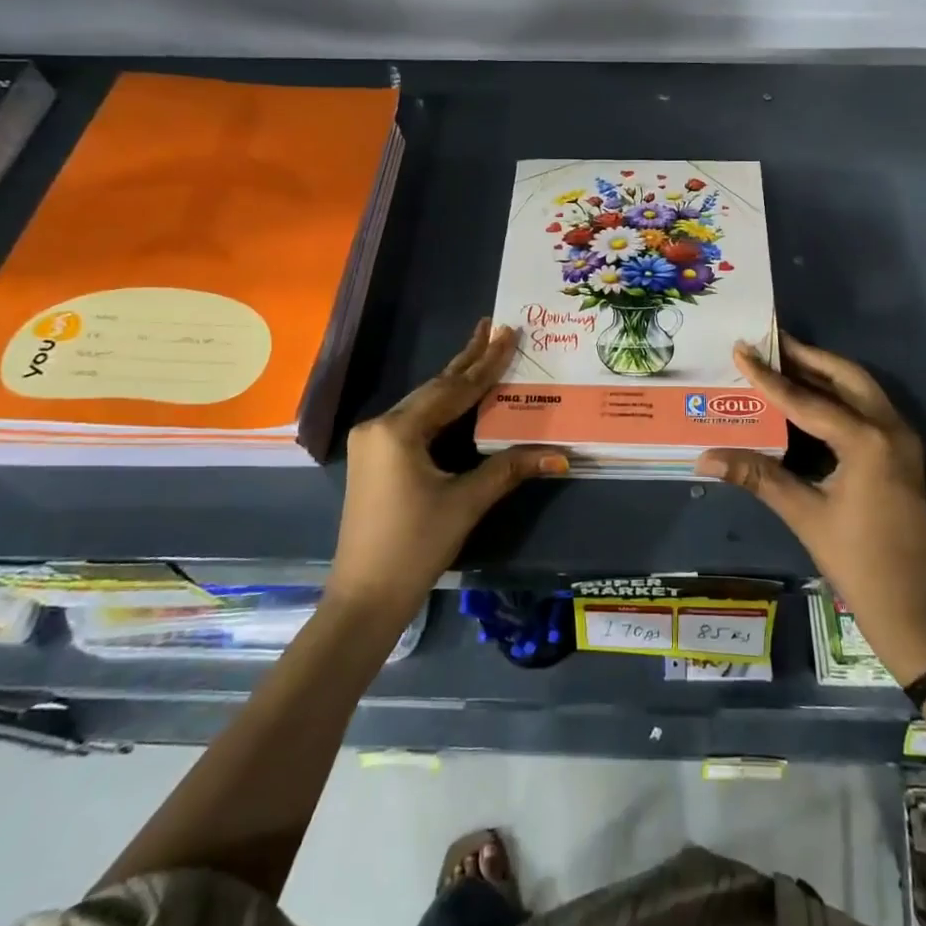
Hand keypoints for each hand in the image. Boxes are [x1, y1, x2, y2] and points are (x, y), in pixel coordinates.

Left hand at [328, 320, 564, 626]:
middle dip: (468, 360)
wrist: (365, 597)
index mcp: (399, 430)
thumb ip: (509, 468)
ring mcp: (373, 442)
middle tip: (494, 328)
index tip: (508, 332)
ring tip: (481, 352)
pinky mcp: (375, 458)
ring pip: (424, 403)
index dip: (487, 363)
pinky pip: (415, 420)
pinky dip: (442, 407)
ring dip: (454, 382)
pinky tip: (458, 397)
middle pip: (435, 388)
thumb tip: (560, 454)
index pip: (454, 389)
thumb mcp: (466, 503)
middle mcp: (380, 426)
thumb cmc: (415, 546)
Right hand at [698, 334, 925, 684]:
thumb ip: (757, 476)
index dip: (769, 377)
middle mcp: (891, 429)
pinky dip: (838, 395)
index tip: (741, 350)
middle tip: (769, 343)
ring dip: (824, 373)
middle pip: (846, 376)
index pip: (807, 400)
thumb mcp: (804, 514)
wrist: (912, 608)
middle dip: (807, 357)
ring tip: (784, 361)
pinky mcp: (902, 454)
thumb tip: (704, 456)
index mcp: (867, 441)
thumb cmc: (857, 561)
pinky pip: (867, 409)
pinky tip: (809, 399)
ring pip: (861, 389)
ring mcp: (901, 440)